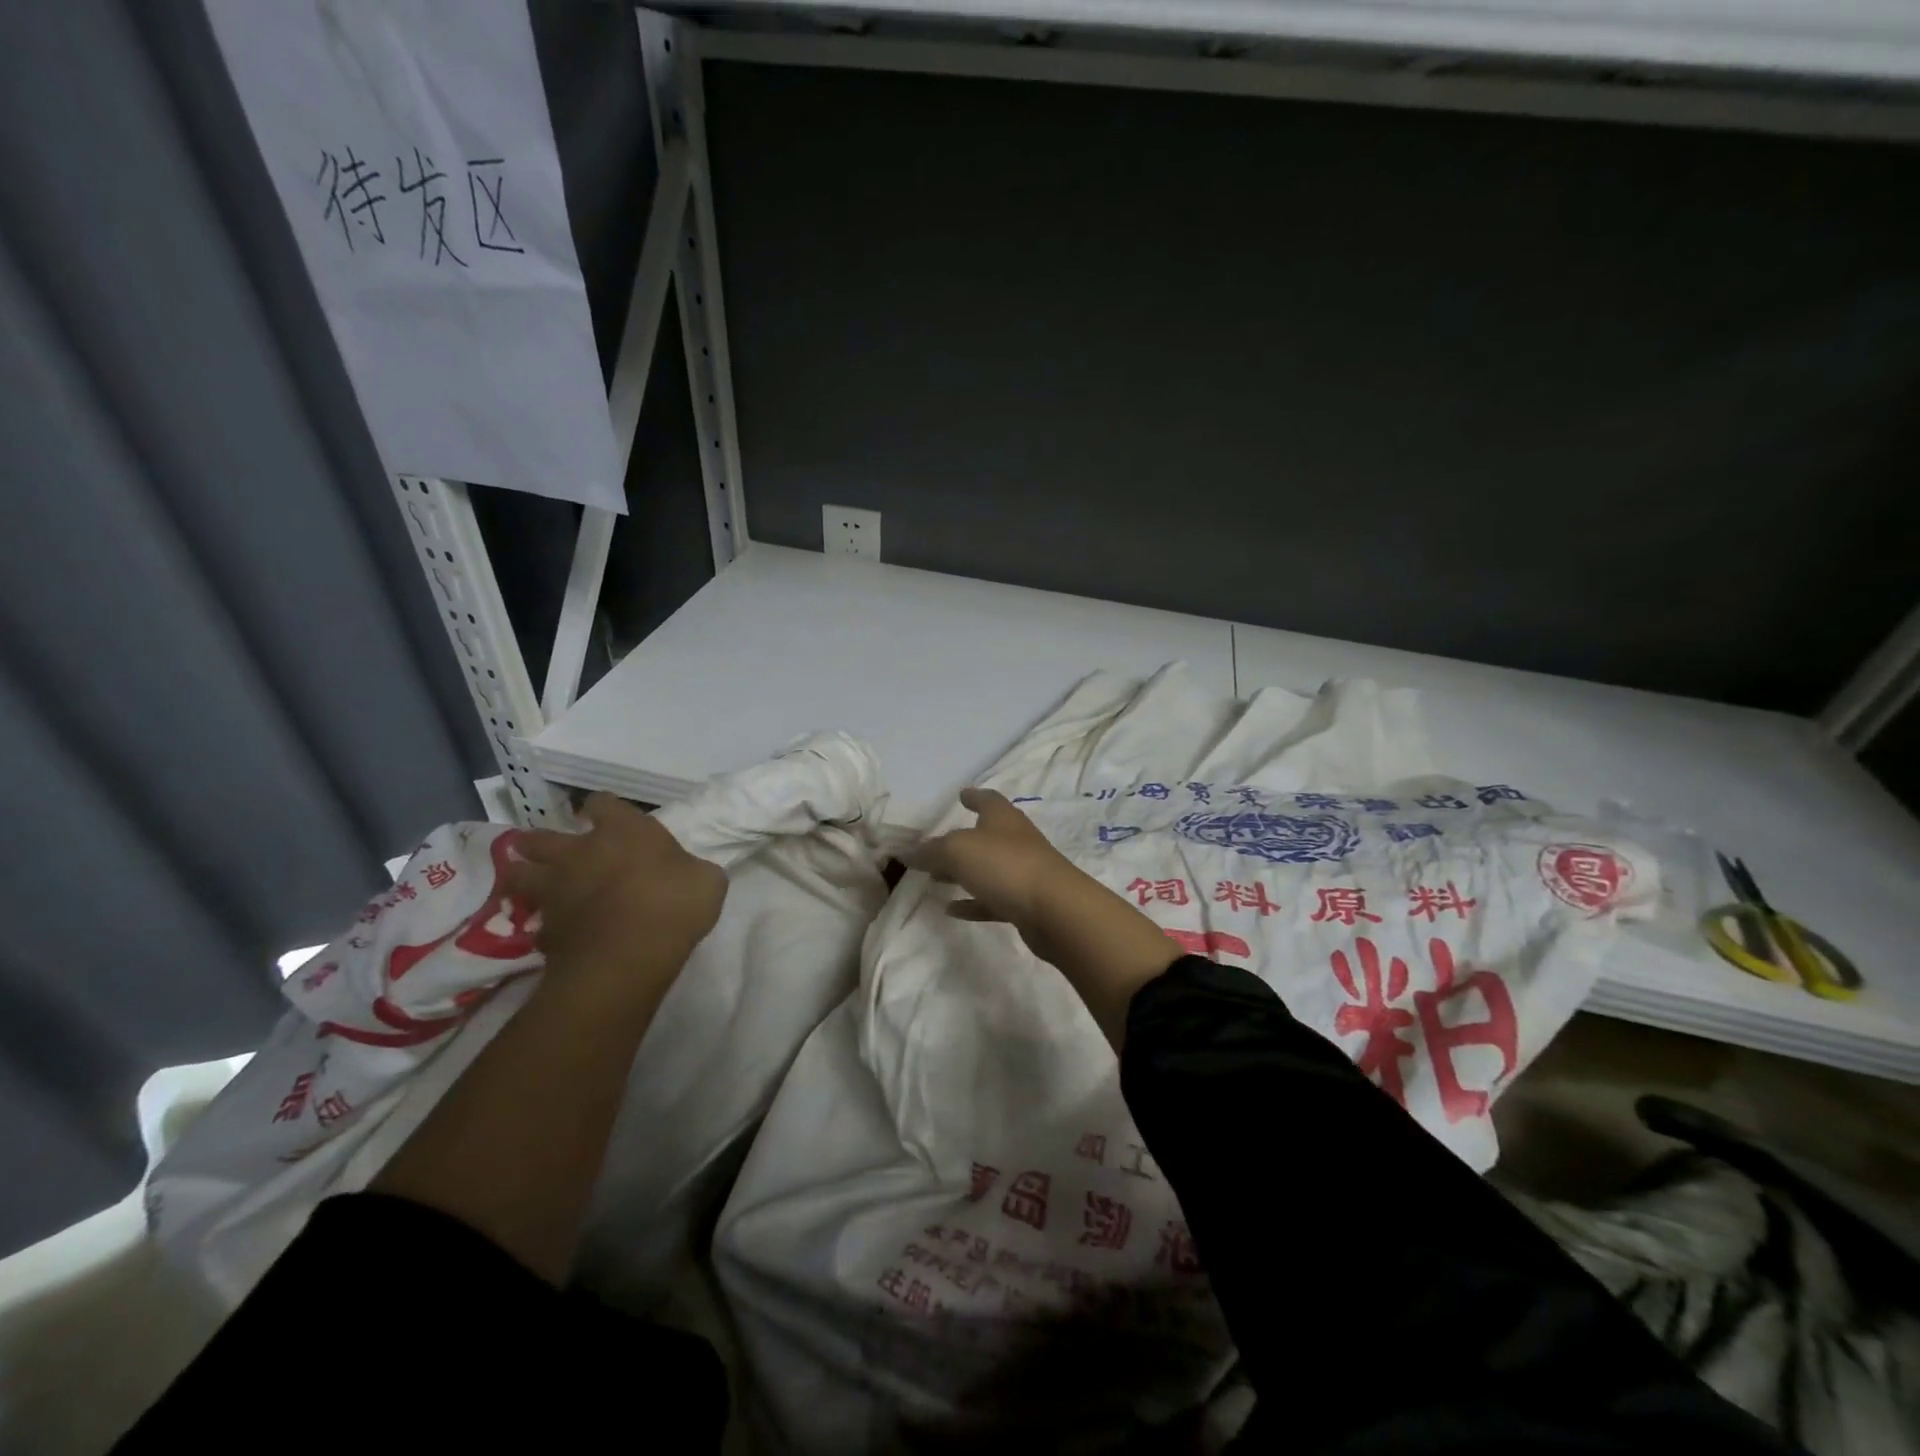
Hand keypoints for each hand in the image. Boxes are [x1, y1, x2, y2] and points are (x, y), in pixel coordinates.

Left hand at [503, 792, 727, 999]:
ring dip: (523, 875)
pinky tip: (555, 931)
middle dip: (540, 841)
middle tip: (548, 849)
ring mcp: (555, 890)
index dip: (603, 808)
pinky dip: (543, 924)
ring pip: (519, 874)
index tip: (606, 816)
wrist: (628, 957)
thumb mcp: (707, 880)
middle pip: (542, 837)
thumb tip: (687, 872)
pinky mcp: (543, 929)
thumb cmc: (674, 905)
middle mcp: (580, 852)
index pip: (603, 803)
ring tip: (531, 883)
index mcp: (623, 831)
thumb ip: (691, 868)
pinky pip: (536, 922)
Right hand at [908, 789, 1179, 1046]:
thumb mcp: (958, 851)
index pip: (987, 799)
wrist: (1055, 910)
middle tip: (935, 846)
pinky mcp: (1025, 904)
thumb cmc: (1006, 866)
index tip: (961, 794)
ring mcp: (1023, 872)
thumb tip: (906, 850)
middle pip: (985, 835)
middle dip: (961, 839)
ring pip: (987, 869)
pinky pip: (992, 900)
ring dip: (963, 872)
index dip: (973, 796)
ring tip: (935, 879)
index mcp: (1002, 818)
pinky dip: (972, 902)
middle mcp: (1015, 840)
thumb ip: (931, 851)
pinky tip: (951, 910)